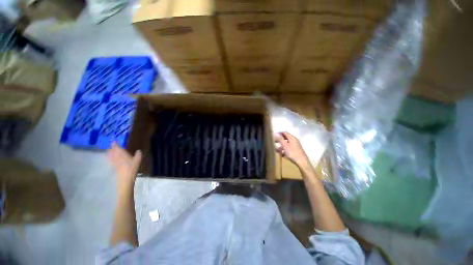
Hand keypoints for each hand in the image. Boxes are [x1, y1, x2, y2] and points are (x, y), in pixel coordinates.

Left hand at [107, 143, 141, 187]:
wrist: (125, 181)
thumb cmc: (132, 171)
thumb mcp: (137, 163)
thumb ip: (138, 156)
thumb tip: (139, 150)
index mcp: (123, 158)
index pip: (119, 151)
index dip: (116, 146)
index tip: (113, 142)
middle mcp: (118, 160)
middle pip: (114, 154)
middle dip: (112, 150)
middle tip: (110, 146)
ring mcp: (116, 165)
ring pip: (112, 158)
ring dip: (110, 154)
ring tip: (108, 151)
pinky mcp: (115, 169)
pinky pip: (112, 162)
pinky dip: (110, 160)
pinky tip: (110, 160)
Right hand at [274, 132, 310, 170]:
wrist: (302, 162)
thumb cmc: (292, 153)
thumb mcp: (285, 145)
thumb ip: (280, 139)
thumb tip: (275, 133)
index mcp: (292, 138)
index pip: (284, 132)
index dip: (278, 133)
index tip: (273, 136)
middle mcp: (294, 140)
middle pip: (285, 137)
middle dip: (279, 140)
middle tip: (274, 142)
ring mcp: (295, 145)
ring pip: (286, 143)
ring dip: (281, 145)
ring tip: (277, 150)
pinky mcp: (296, 150)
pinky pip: (288, 147)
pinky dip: (284, 149)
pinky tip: (282, 154)